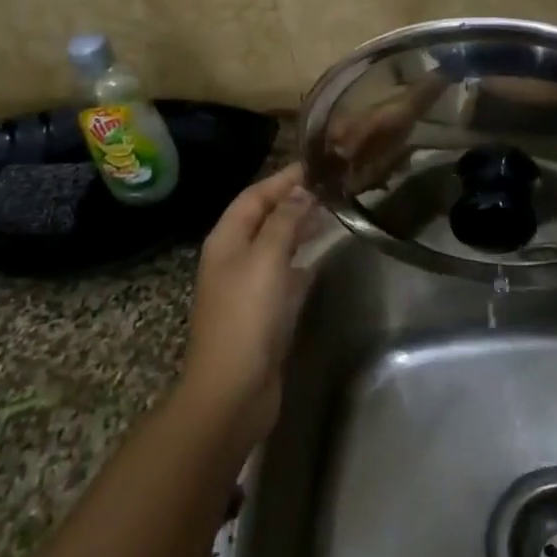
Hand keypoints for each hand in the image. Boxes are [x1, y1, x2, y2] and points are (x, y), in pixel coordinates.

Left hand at [180, 164, 318, 446]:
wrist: (232, 392)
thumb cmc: (246, 317)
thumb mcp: (267, 259)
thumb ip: (285, 221)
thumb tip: (301, 191)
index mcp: (226, 240)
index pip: (254, 196)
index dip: (283, 179)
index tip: (316, 164)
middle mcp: (233, 258)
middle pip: (263, 218)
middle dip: (292, 200)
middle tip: (330, 187)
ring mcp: (246, 287)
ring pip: (274, 245)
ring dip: (298, 228)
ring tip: (330, 214)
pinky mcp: (262, 312)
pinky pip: (282, 274)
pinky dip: (300, 260)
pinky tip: (319, 258)